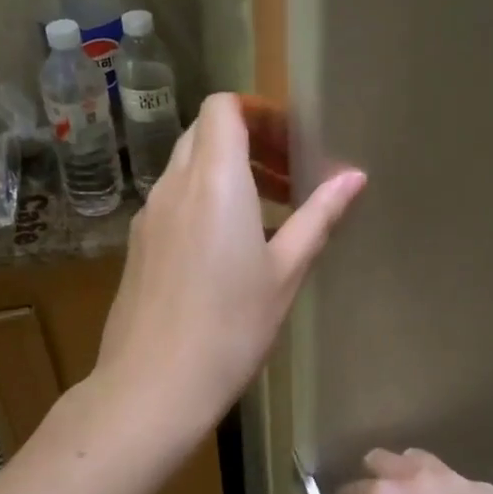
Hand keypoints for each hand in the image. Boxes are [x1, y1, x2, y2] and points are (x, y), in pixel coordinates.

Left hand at [93, 93, 365, 437]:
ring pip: (188, 166)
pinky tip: (230, 247)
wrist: (153, 386)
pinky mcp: (139, 244)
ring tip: (269, 213)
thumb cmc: (231, 327)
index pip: (224, 107)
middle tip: (290, 176)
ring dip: (228, 172)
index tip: (293, 142)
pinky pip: (175, 199)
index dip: (259, 112)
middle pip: (206, 132)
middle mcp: (174, 185)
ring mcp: (150, 215)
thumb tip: (353, 177)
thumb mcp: (285, 271)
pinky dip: (205, 199)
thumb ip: (319, 216)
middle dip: (250, 141)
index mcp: (214, 180)